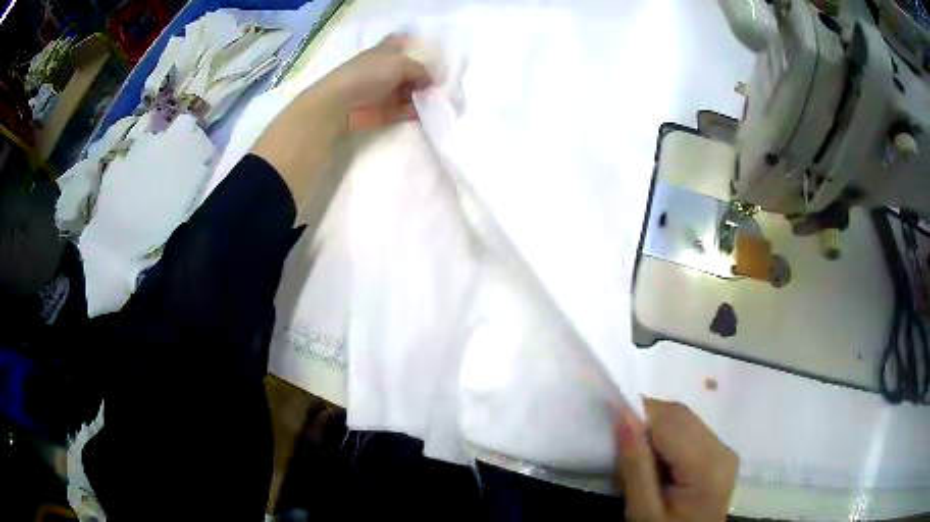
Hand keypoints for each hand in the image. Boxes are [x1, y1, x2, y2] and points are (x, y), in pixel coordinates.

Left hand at [311, 34, 433, 131]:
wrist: (340, 104)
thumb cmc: (368, 74)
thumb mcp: (400, 63)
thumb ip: (421, 70)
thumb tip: (432, 81)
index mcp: (386, 52)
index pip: (401, 41)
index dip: (415, 43)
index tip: (433, 50)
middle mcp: (387, 69)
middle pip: (412, 70)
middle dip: (428, 75)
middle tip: (446, 81)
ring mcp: (387, 91)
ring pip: (413, 91)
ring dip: (426, 94)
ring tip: (441, 98)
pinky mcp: (387, 112)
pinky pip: (409, 110)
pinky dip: (420, 111)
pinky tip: (432, 111)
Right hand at [615, 399, 737, 521]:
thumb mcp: (642, 511)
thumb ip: (634, 465)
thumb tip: (621, 415)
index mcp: (707, 466)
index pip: (670, 420)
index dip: (638, 415)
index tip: (609, 426)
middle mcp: (723, 449)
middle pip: (680, 415)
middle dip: (646, 421)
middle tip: (619, 446)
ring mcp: (724, 450)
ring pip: (684, 419)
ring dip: (656, 428)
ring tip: (637, 457)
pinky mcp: (720, 454)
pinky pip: (690, 430)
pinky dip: (668, 437)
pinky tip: (656, 461)